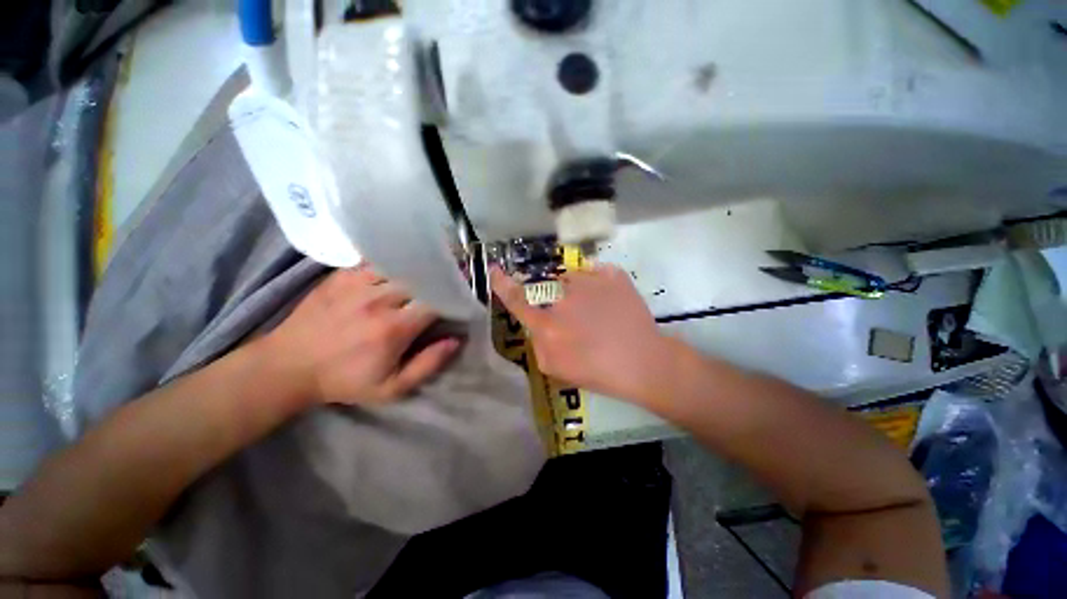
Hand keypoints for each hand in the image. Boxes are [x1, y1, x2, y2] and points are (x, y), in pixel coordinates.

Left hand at [261, 265, 460, 405]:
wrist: (288, 366)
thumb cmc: (345, 380)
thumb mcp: (391, 388)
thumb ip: (428, 365)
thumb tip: (455, 341)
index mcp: (394, 327)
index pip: (436, 301)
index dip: (453, 296)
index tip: (461, 296)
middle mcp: (379, 300)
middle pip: (421, 278)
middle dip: (439, 277)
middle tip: (451, 277)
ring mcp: (357, 284)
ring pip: (401, 265)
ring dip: (418, 268)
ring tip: (429, 268)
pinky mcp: (341, 276)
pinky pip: (376, 260)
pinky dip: (393, 261)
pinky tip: (399, 265)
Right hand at [491, 264, 675, 403]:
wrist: (644, 362)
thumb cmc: (599, 372)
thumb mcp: (555, 369)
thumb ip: (538, 345)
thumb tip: (538, 326)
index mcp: (548, 324)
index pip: (517, 300)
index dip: (502, 284)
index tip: (494, 269)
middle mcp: (564, 298)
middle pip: (549, 290)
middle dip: (558, 302)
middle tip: (581, 320)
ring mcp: (590, 282)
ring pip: (572, 280)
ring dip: (579, 293)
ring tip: (599, 313)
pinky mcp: (612, 275)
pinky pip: (595, 274)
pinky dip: (598, 287)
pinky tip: (610, 305)